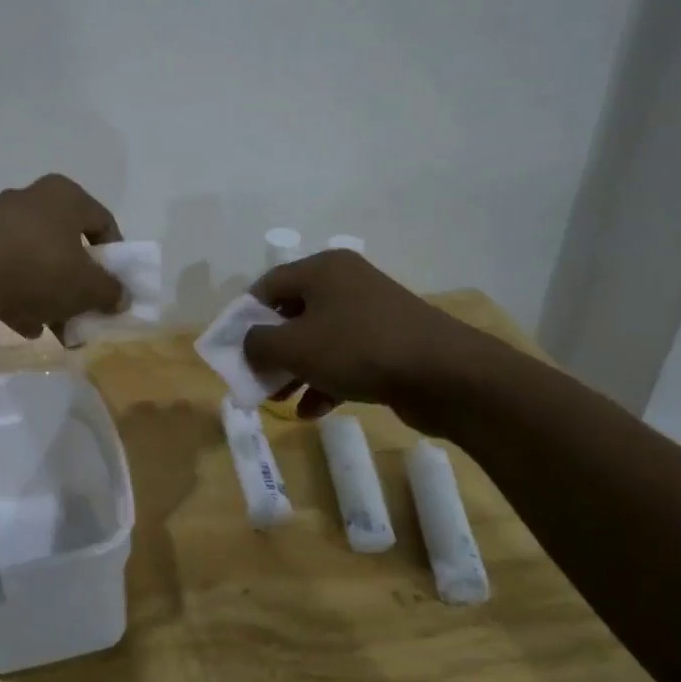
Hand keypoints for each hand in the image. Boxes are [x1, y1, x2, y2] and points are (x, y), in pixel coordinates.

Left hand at [0, 175, 125, 340]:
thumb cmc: (40, 269)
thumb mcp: (87, 287)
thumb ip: (110, 292)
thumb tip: (120, 298)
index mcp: (64, 196)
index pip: (103, 222)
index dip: (115, 257)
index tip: (115, 287)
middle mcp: (30, 199)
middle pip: (67, 246)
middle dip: (77, 287)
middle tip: (84, 315)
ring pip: (36, 262)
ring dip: (49, 297)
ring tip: (55, 332)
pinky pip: (7, 271)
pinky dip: (18, 297)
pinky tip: (23, 327)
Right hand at [242, 249, 496, 426]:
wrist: (445, 375)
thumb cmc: (358, 349)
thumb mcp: (293, 346)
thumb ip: (257, 344)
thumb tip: (247, 344)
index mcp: (322, 269)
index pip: (267, 286)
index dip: (245, 317)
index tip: (235, 349)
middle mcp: (346, 282)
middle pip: (292, 314)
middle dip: (272, 350)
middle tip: (257, 378)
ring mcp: (371, 313)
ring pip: (318, 339)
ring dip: (296, 370)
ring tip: (281, 401)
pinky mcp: (390, 342)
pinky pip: (345, 358)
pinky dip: (326, 381)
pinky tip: (313, 411)